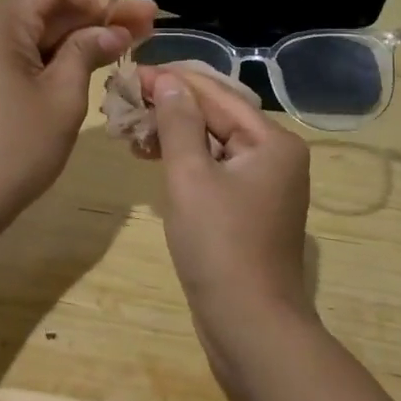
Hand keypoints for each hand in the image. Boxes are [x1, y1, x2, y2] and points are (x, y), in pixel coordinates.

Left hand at [0, 0, 156, 224]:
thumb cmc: (16, 149)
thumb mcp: (63, 97)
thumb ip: (88, 51)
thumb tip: (114, 29)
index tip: (124, 24)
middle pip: (45, 0)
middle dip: (95, 13)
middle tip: (145, 29)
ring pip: (33, 27)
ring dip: (77, 35)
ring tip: (123, 47)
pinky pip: (18, 50)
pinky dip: (52, 54)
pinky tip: (84, 67)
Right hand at [141, 64, 314, 331]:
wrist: (250, 327)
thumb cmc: (220, 246)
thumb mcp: (191, 177)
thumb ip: (179, 123)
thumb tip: (168, 81)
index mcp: (273, 141)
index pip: (216, 94)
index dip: (172, 81)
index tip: (131, 73)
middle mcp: (276, 155)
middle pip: (217, 116)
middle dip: (170, 107)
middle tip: (125, 100)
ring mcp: (265, 184)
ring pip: (213, 143)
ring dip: (173, 134)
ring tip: (130, 128)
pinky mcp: (249, 208)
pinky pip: (214, 169)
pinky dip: (184, 161)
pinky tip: (152, 157)